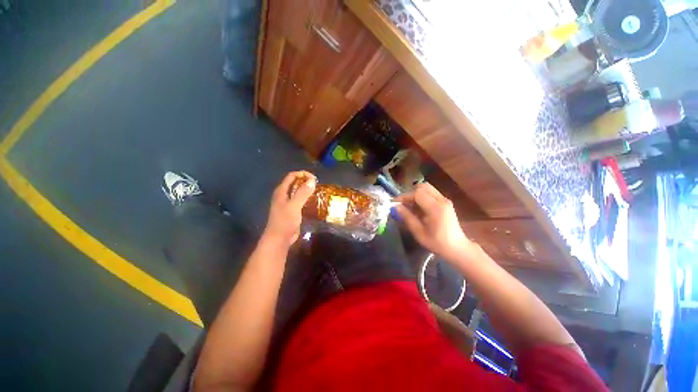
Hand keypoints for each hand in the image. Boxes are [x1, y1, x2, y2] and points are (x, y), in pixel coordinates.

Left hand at [262, 171, 315, 246]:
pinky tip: (314, 202)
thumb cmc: (285, 221)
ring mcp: (287, 203)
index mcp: (281, 191)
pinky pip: (300, 200)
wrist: (279, 239)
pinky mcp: (292, 211)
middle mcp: (283, 195)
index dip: (302, 174)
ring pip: (298, 192)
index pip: (292, 176)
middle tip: (317, 185)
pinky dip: (307, 199)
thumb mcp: (294, 206)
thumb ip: (302, 193)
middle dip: (306, 182)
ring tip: (318, 192)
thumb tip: (312, 180)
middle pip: (295, 183)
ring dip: (307, 190)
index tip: (314, 178)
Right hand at [396, 183, 473, 261]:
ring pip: (427, 189)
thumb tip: (396, 207)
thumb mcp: (419, 233)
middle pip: (423, 187)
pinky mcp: (446, 202)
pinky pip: (431, 194)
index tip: (396, 203)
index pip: (417, 193)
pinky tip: (418, 209)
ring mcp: (445, 200)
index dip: (405, 196)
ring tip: (410, 207)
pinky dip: (422, 197)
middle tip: (404, 204)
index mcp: (436, 208)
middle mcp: (442, 200)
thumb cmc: (437, 243)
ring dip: (416, 195)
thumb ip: (407, 217)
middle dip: (411, 193)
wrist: (457, 248)